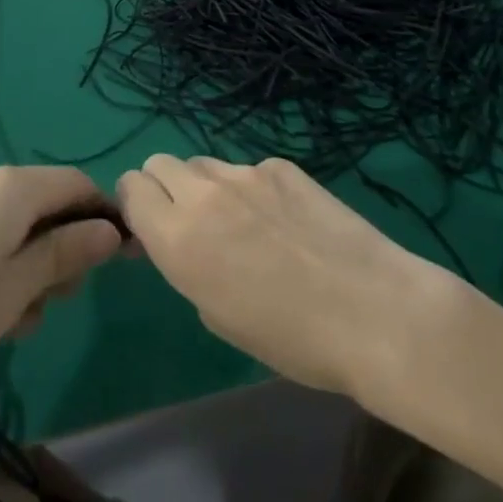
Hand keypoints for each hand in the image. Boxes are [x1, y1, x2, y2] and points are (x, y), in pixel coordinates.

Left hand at [0, 167, 123, 433]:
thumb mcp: (16, 289)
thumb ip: (67, 253)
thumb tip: (111, 229)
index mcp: (14, 186)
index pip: (79, 184)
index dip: (104, 218)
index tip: (119, 262)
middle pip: (46, 203)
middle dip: (63, 249)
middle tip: (54, 303)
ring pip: (14, 224)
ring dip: (29, 265)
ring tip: (13, 321)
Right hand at [116, 155, 458, 398]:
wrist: (372, 311)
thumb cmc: (291, 339)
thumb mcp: (217, 315)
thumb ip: (186, 264)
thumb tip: (180, 239)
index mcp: (178, 237)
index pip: (131, 187)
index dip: (136, 205)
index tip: (152, 228)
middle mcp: (204, 193)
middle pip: (161, 163)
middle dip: (164, 187)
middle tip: (191, 222)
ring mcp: (246, 172)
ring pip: (204, 163)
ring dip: (207, 187)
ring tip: (243, 223)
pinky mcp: (282, 165)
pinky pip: (249, 169)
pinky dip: (252, 189)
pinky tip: (285, 220)